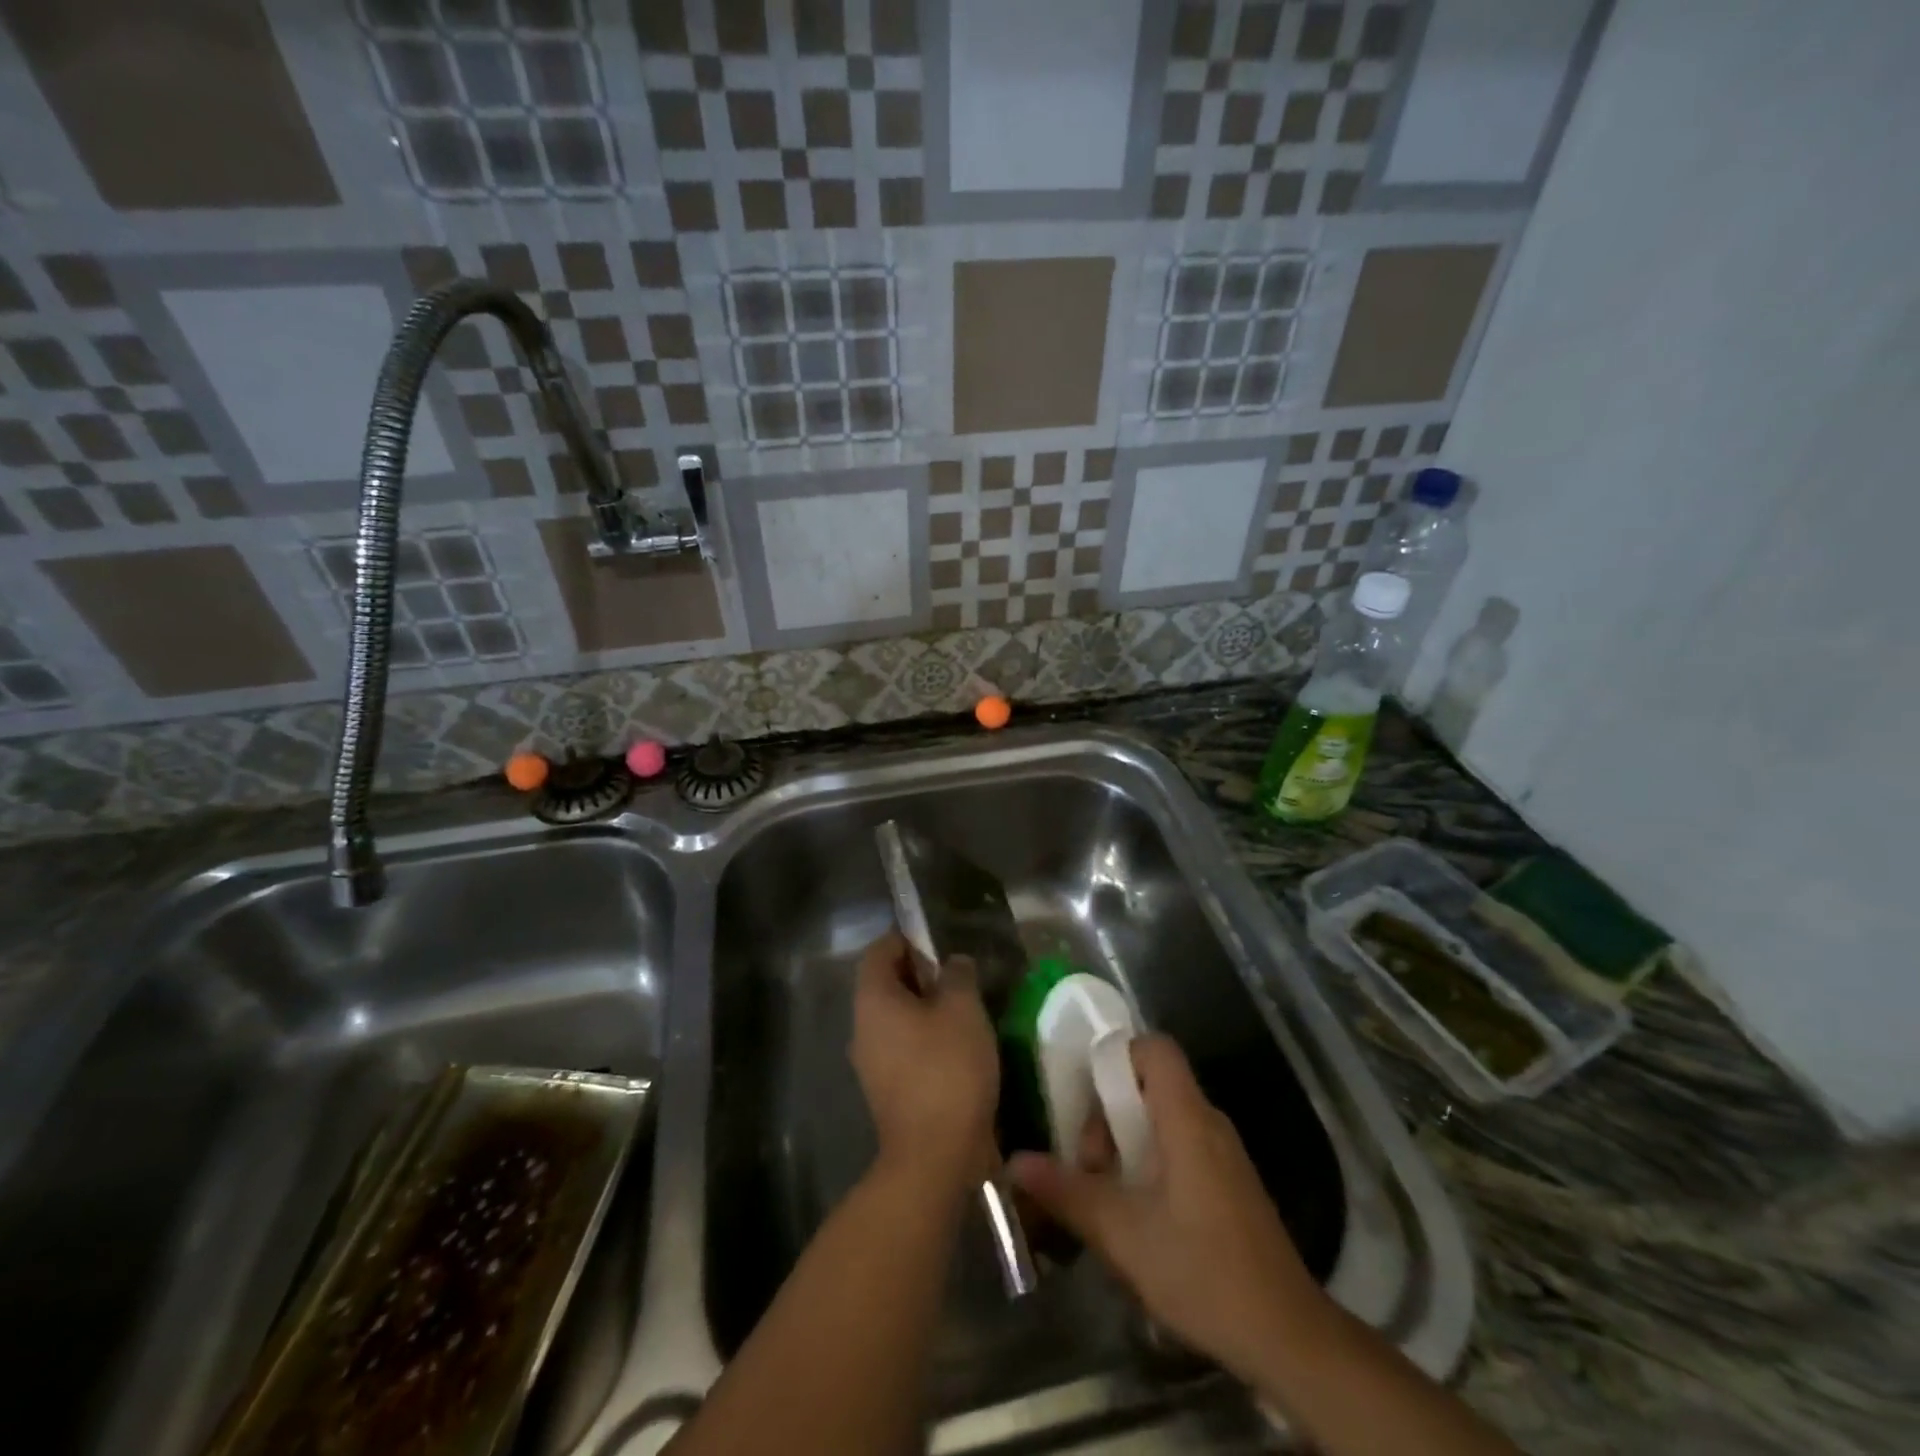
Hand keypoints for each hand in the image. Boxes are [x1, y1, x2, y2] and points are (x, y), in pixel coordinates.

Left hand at [850, 929, 999, 1195]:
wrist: (934, 1156)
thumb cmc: (947, 1068)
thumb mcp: (963, 1009)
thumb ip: (958, 975)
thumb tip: (952, 963)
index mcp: (873, 999)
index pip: (880, 950)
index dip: (908, 940)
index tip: (939, 944)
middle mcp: (862, 1027)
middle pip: (886, 984)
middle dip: (921, 975)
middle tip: (959, 978)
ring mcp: (871, 1062)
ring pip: (896, 1018)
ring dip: (926, 1009)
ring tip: (965, 1012)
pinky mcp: (887, 1091)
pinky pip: (903, 1048)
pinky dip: (926, 1039)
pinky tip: (959, 1048)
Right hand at [1009, 1035, 1323, 1381]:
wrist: (1287, 1336)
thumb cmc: (1202, 1270)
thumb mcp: (1122, 1234)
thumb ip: (1067, 1192)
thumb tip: (1015, 1162)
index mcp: (1186, 1118)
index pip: (1155, 1048)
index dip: (1117, 1056)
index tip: (1087, 1097)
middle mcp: (1209, 1122)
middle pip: (1151, 1084)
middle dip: (1110, 1113)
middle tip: (1090, 1165)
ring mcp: (1223, 1153)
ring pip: (1163, 1118)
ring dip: (1127, 1143)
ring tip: (1106, 1194)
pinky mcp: (1230, 1182)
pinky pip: (1181, 1146)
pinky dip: (1150, 1161)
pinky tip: (1137, 1213)